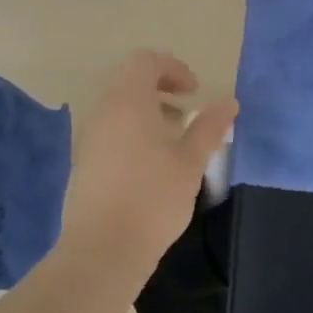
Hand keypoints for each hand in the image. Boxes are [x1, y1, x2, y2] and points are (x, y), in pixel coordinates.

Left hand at [62, 50, 237, 272]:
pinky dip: (132, 129)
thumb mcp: (191, 161)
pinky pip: (109, 128)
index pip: (145, 61)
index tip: (195, 91)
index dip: (173, 67)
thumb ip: (210, 127)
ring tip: (174, 136)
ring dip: (147, 109)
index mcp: (128, 102)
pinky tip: (152, 161)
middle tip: (187, 108)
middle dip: (161, 86)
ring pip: (118, 105)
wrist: (102, 251)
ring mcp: (88, 137)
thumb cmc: (153, 198)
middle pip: (129, 80)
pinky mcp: (83, 161)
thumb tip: (229, 102)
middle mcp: (103, 112)